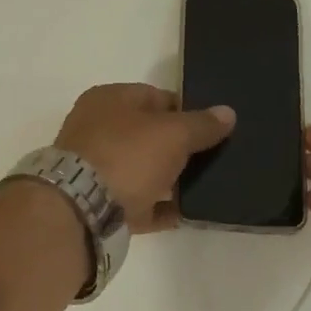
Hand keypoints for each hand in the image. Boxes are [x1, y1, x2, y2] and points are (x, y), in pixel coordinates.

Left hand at [54, 84, 235, 233]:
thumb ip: (202, 124)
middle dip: (179, 146)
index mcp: (109, 100)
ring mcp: (97, 170)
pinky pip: (139, 204)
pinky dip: (160, 208)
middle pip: (149, 135)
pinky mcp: (101, 205)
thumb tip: (228, 113)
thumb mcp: (173, 133)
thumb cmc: (127, 155)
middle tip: (213, 157)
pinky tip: (187, 213)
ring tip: (206, 186)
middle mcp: (97, 130)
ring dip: (170, 179)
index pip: (155, 97)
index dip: (186, 110)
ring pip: (143, 171)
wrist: (82, 209)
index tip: (212, 127)